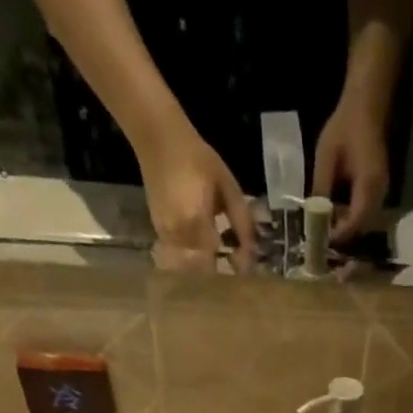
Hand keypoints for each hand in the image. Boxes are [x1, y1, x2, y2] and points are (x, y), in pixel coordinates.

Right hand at [137, 124, 256, 265]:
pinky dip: (194, 258)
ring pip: (189, 267)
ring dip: (206, 267)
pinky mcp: (159, 233)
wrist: (158, 139)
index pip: (217, 264)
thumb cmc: (196, 158)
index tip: (246, 268)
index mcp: (196, 224)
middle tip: (235, 264)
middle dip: (220, 273)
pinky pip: (179, 257)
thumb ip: (241, 220)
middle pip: (202, 271)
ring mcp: (166, 236)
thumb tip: (254, 251)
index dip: (231, 270)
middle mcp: (178, 236)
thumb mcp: (227, 185)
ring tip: (222, 256)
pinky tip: (205, 247)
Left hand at [312, 96, 389, 240]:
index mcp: (368, 184)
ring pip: (364, 223)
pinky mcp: (378, 192)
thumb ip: (321, 189)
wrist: (365, 107)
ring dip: (346, 228)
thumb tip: (313, 218)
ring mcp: (381, 194)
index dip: (338, 234)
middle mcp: (379, 194)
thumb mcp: (326, 157)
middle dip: (341, 235)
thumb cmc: (344, 127)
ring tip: (325, 227)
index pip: (355, 221)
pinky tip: (335, 214)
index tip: (320, 240)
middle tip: (320, 237)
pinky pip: (365, 214)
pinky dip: (350, 219)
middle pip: (361, 228)